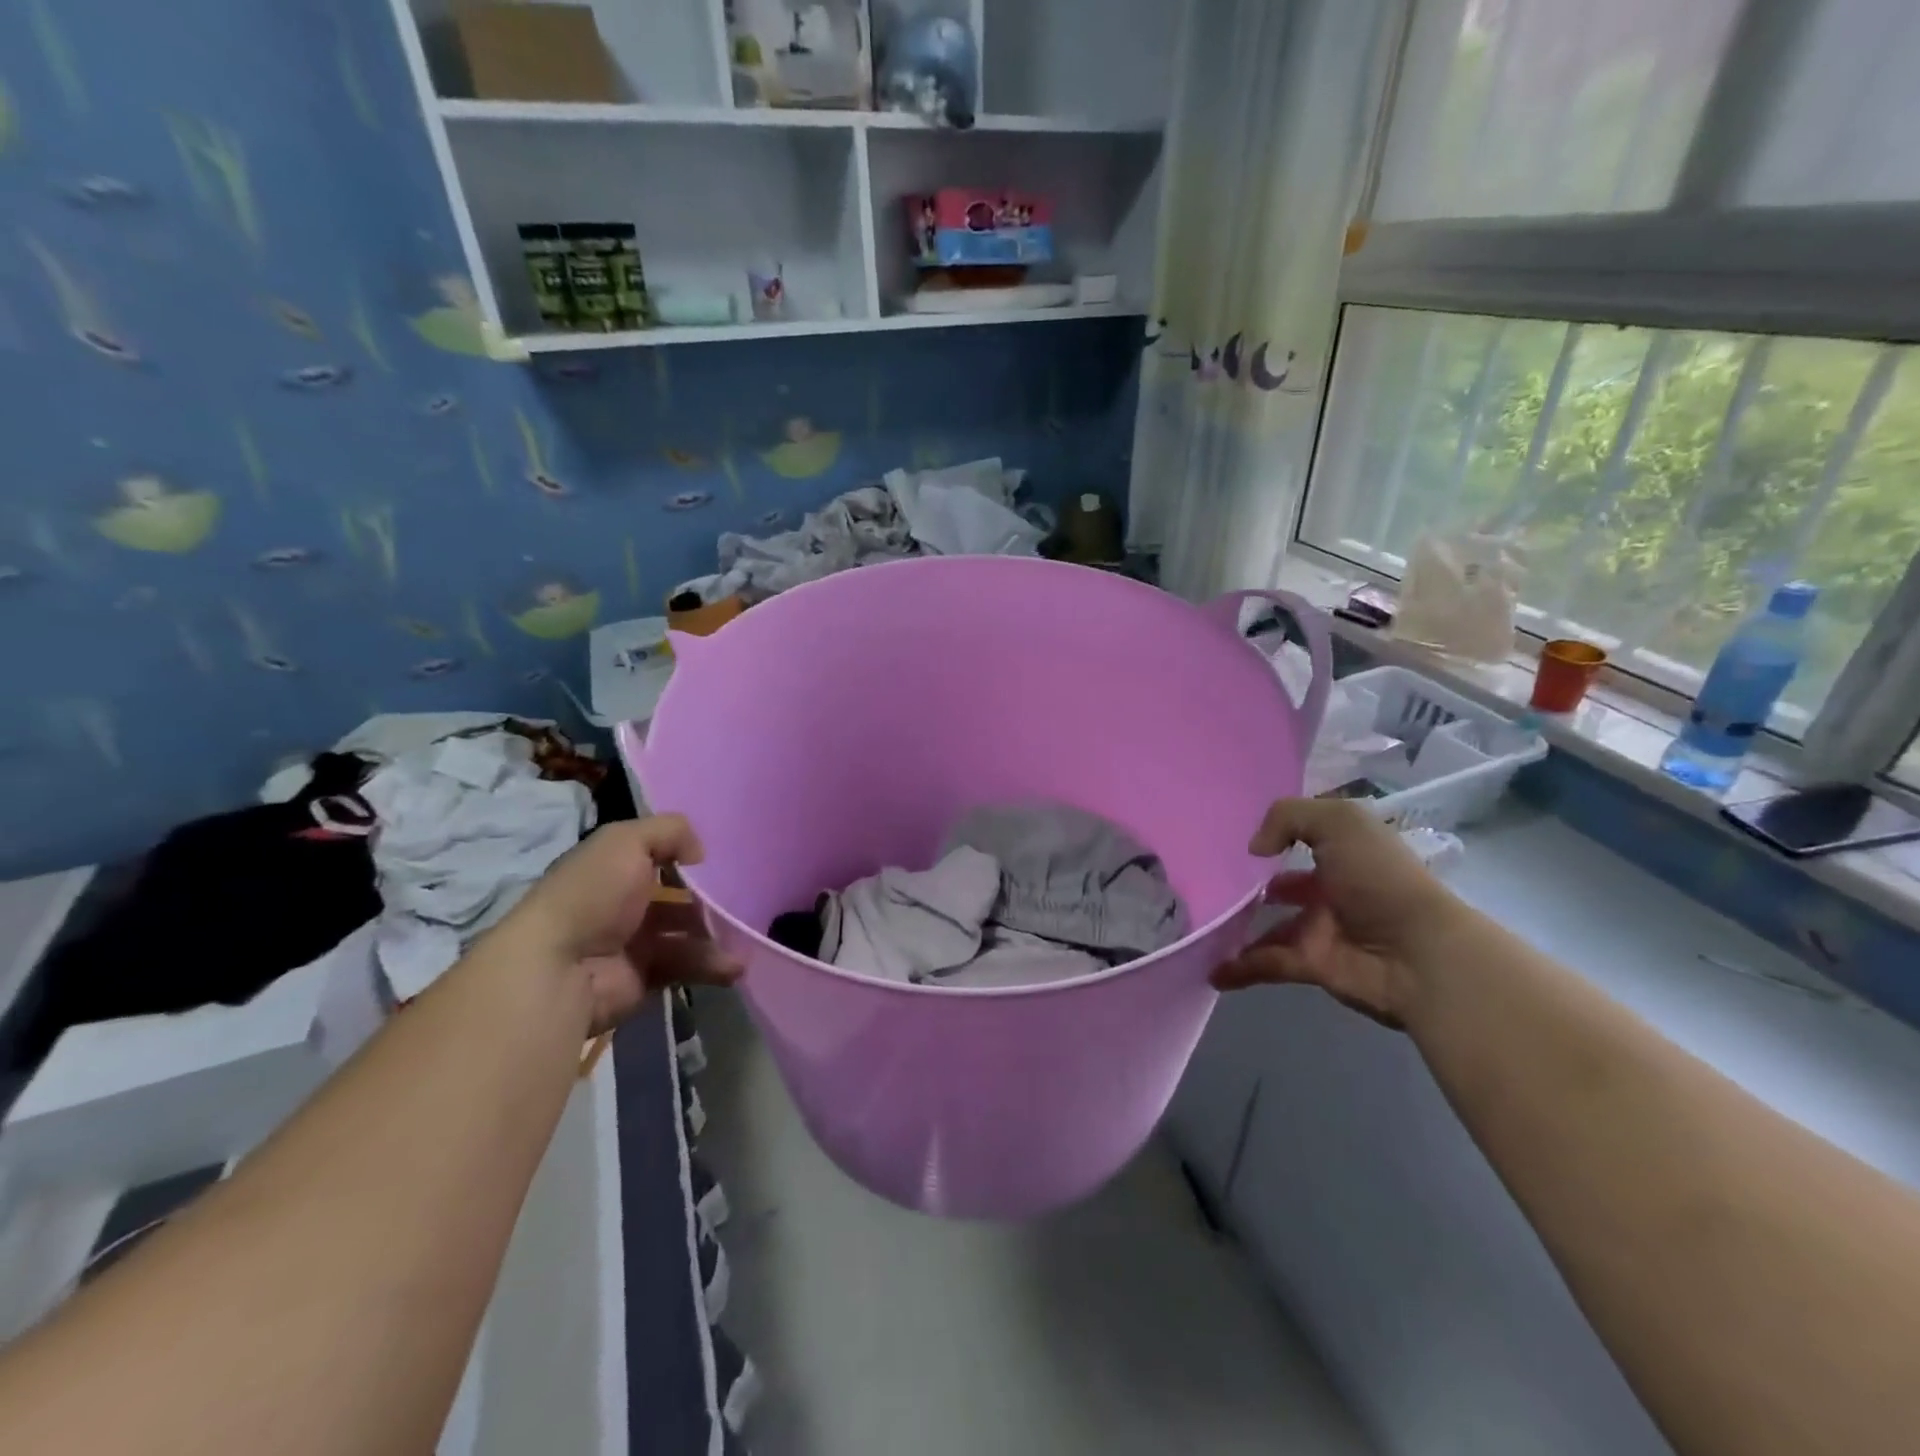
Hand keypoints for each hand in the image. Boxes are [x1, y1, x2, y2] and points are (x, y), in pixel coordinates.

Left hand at [513, 815, 740, 1035]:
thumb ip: (670, 831)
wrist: (559, 968)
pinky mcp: (645, 978)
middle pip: (678, 898)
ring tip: (743, 938)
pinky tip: (734, 966)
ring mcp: (634, 943)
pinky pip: (686, 967)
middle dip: (710, 901)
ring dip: (717, 935)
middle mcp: (623, 904)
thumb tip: (699, 853)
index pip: (657, 858)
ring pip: (687, 933)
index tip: (721, 861)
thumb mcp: (627, 840)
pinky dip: (712, 966)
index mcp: (614, 868)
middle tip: (741, 902)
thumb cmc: (592, 894)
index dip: (688, 858)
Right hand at [1209, 799, 1468, 1027]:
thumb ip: (1288, 818)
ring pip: (1270, 926)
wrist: (1417, 954)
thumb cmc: (1379, 878)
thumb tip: (1256, 850)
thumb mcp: (1339, 823)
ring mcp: (1320, 929)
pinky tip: (1211, 969)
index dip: (1274, 835)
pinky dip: (1238, 968)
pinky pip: (1265, 963)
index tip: (1233, 838)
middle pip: (1283, 886)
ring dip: (1238, 928)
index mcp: (1344, 853)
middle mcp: (1331, 889)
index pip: (1305, 839)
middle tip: (1207, 882)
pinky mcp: (1311, 965)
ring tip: (1201, 922)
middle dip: (1251, 885)